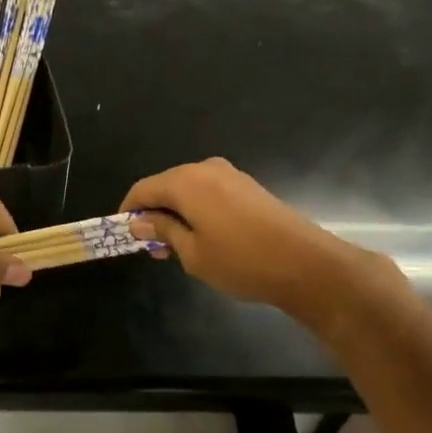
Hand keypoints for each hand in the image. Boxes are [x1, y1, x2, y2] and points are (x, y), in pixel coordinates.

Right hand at [122, 157, 385, 315]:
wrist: (306, 264)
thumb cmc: (241, 261)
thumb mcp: (192, 253)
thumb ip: (163, 231)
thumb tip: (140, 222)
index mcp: (186, 181)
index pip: (143, 189)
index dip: (129, 210)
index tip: (124, 235)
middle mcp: (205, 168)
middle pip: (166, 185)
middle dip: (154, 213)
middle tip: (152, 247)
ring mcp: (230, 175)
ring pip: (188, 189)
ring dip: (177, 212)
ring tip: (178, 246)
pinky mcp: (248, 186)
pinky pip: (209, 191)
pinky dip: (197, 209)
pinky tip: (204, 236)